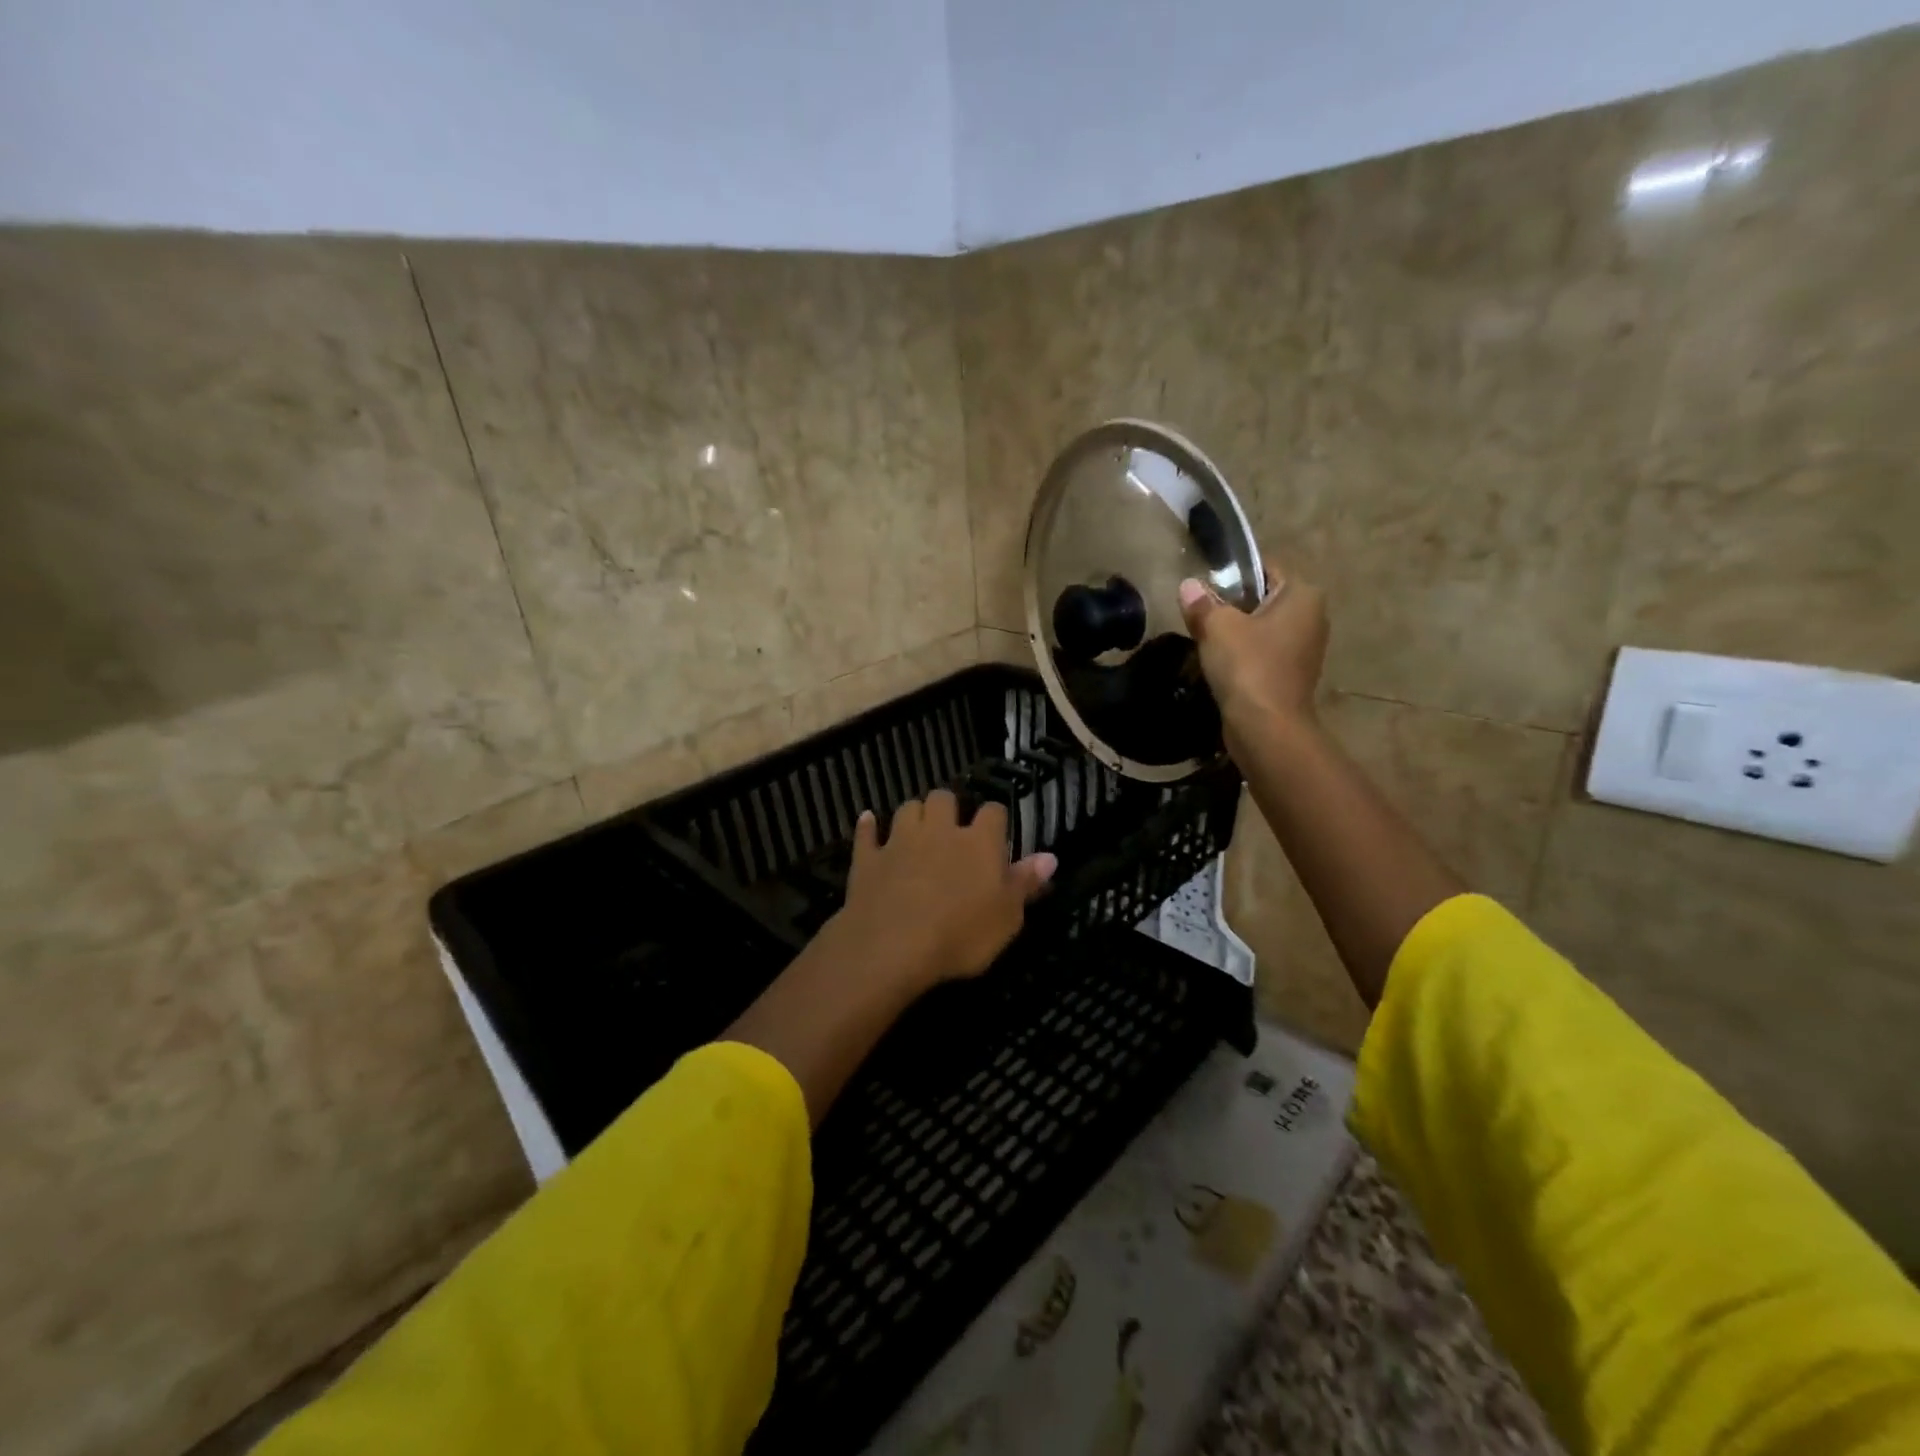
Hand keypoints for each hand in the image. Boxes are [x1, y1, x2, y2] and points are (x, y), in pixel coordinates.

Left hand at [832, 790, 1056, 990]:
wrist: (892, 946)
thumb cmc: (961, 935)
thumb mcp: (1007, 918)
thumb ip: (1026, 884)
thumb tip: (1050, 856)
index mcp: (979, 843)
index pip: (994, 812)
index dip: (996, 819)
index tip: (997, 833)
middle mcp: (940, 831)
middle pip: (944, 798)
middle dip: (949, 807)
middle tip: (952, 828)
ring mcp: (900, 841)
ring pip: (907, 808)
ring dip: (914, 814)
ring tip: (918, 829)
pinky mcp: (868, 859)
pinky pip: (867, 833)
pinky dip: (868, 827)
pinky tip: (868, 822)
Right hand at [1178, 565, 1328, 728]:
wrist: (1266, 728)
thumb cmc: (1248, 666)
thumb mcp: (1217, 627)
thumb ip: (1202, 603)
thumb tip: (1189, 586)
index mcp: (1303, 595)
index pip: (1265, 569)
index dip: (1233, 574)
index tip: (1204, 587)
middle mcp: (1312, 618)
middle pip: (1263, 600)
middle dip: (1232, 606)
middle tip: (1199, 614)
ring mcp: (1305, 650)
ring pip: (1261, 629)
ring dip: (1235, 634)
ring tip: (1203, 639)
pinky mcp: (1292, 676)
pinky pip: (1262, 655)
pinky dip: (1242, 657)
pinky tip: (1218, 665)